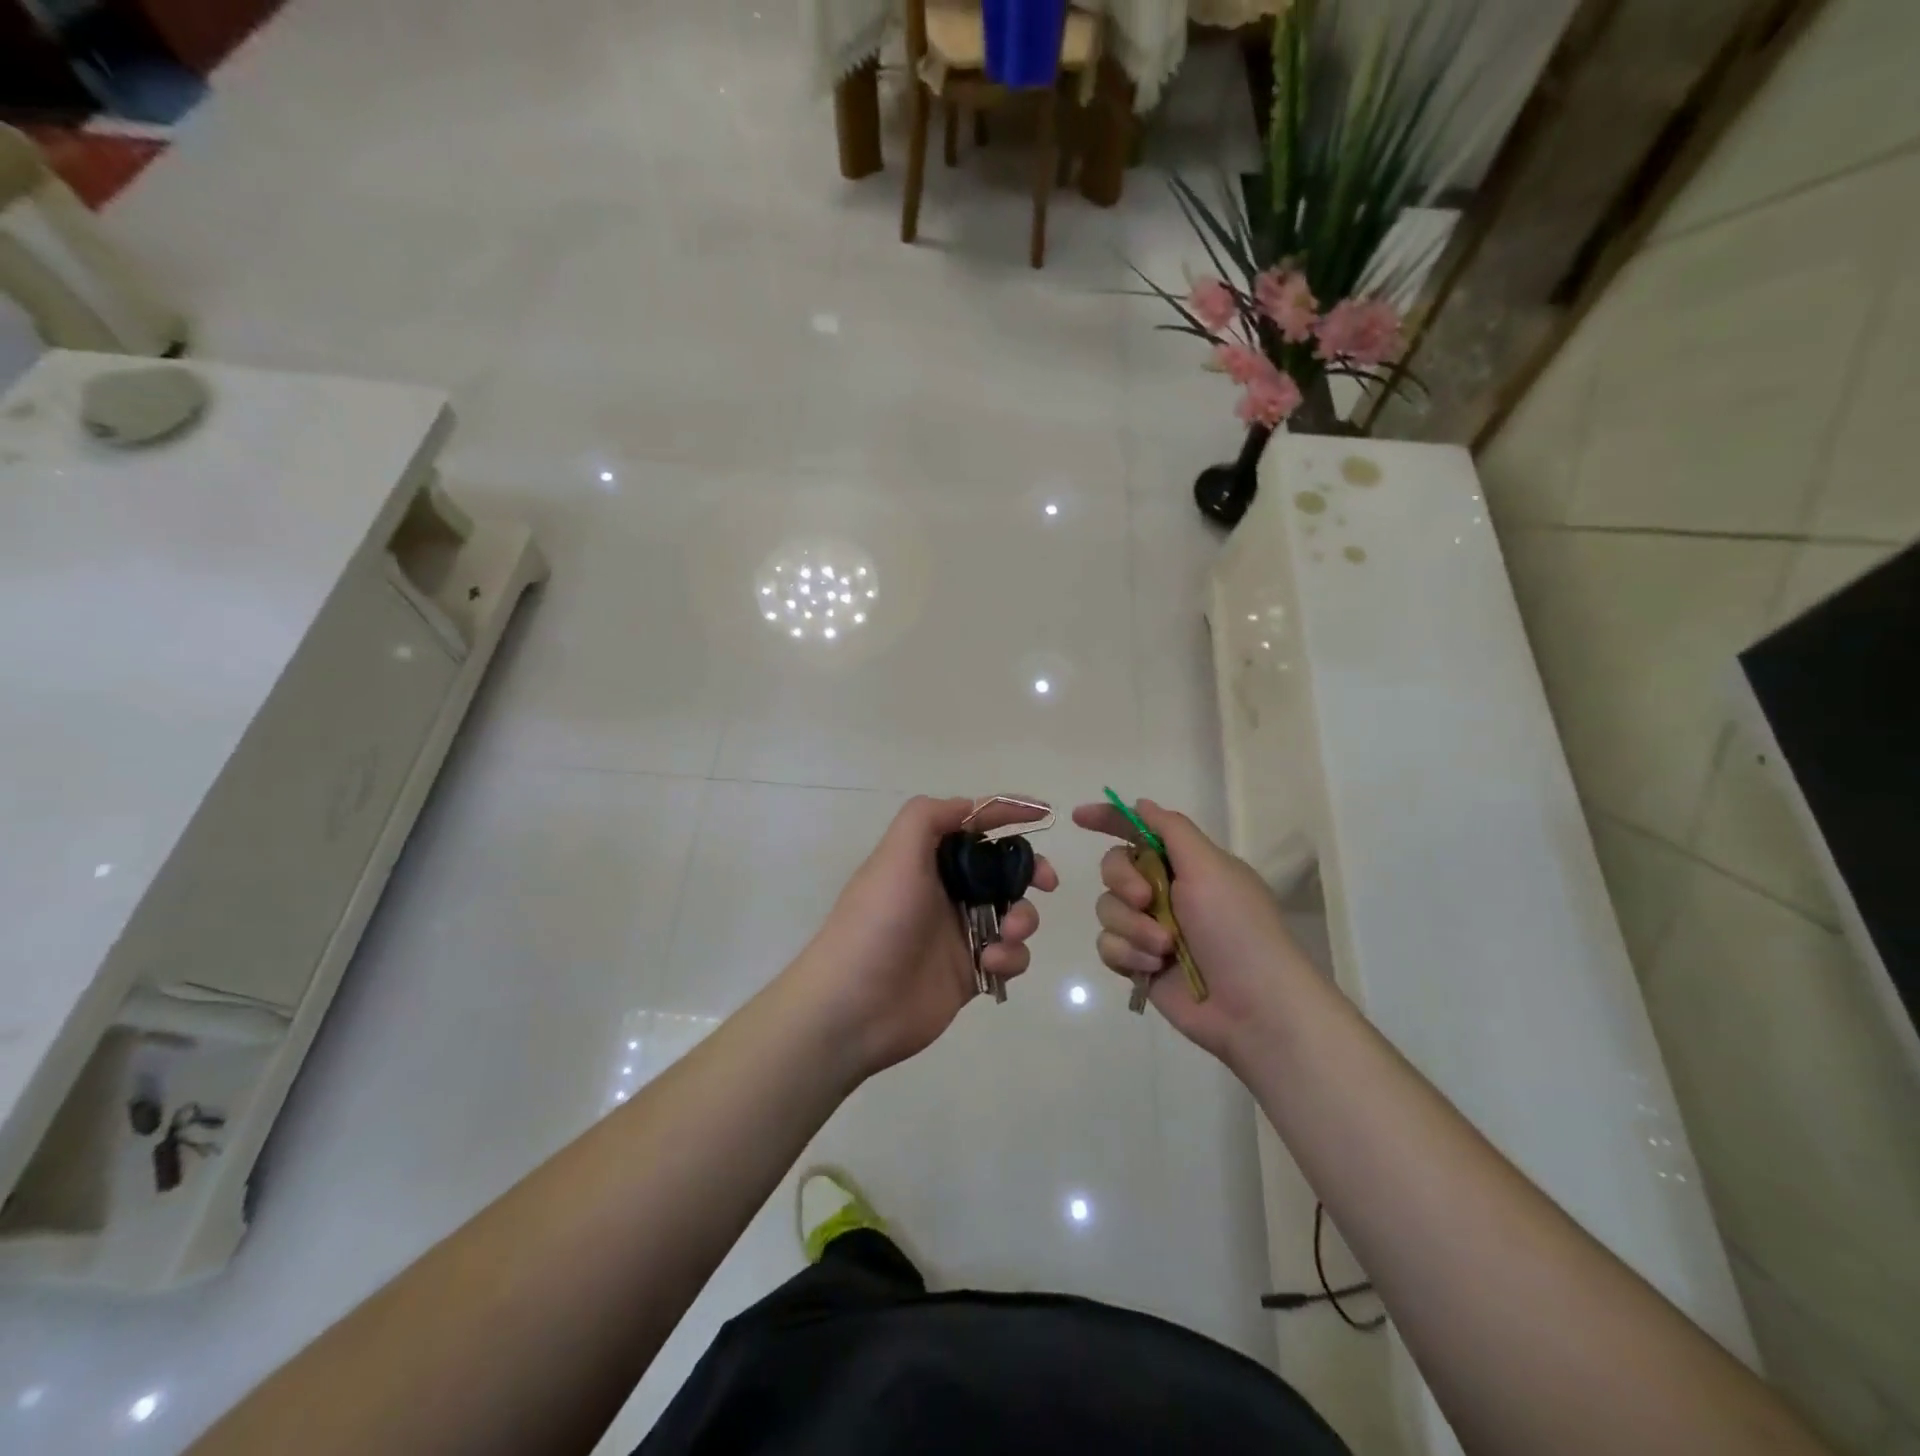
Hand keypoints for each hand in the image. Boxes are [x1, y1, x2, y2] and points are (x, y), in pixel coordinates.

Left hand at [795, 795, 1057, 1078]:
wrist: (854, 1008)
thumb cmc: (877, 923)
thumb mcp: (895, 856)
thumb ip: (928, 817)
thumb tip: (969, 806)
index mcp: (926, 860)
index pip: (972, 825)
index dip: (1006, 813)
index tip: (1043, 813)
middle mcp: (944, 891)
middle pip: (1001, 869)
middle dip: (1029, 871)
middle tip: (1046, 882)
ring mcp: (959, 933)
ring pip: (1012, 912)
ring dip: (1022, 918)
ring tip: (1006, 933)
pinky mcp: (970, 971)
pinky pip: (1009, 955)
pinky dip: (1011, 956)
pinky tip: (990, 963)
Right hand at [1072, 798, 1315, 1068]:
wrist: (1253, 1006)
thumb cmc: (1236, 928)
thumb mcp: (1210, 867)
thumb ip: (1171, 830)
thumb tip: (1141, 804)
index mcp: (1185, 864)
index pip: (1139, 830)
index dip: (1109, 819)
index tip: (1079, 817)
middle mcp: (1165, 891)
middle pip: (1114, 867)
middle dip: (1123, 881)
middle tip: (1146, 899)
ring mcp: (1149, 928)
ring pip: (1107, 908)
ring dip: (1132, 926)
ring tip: (1163, 948)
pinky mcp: (1138, 963)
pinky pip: (1108, 945)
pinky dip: (1128, 954)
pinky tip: (1153, 969)